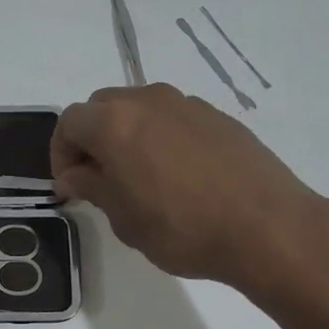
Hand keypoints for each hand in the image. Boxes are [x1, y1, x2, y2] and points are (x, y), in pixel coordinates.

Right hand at [51, 84, 328, 304]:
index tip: (70, 186)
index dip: (60, 154)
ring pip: (139, 109)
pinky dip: (160, 137)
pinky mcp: (218, 116)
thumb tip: (75, 174)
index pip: (69, 123)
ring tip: (137, 176)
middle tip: (98, 178)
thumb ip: (92, 186)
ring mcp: (187, 104)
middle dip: (91, 139)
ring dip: (126, 135)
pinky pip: (173, 119)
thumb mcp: (124, 218)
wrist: (268, 227)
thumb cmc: (183, 228)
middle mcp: (148, 101)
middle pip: (102, 107)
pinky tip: (176, 175)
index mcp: (115, 122)